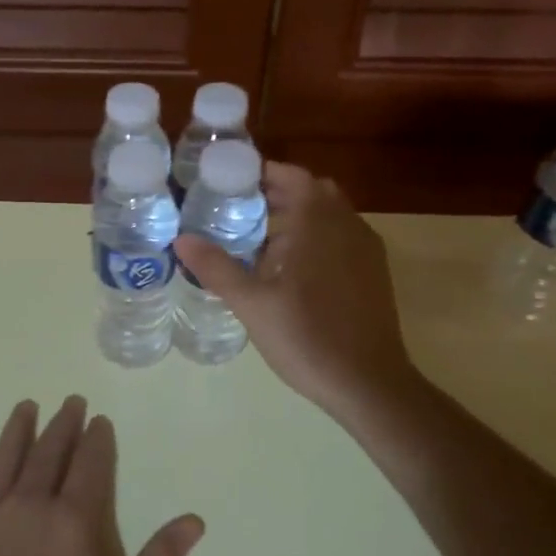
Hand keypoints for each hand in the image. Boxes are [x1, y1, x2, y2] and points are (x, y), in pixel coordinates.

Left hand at [0, 397, 204, 555]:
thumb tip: (194, 521)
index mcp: (71, 523)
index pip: (88, 467)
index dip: (96, 440)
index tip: (99, 420)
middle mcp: (29, 506)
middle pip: (48, 453)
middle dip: (62, 424)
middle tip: (70, 401)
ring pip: (5, 459)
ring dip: (18, 429)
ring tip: (27, 406)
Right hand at [175, 161, 417, 424]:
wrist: (368, 383)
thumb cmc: (306, 337)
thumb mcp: (251, 304)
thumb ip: (216, 267)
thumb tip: (181, 239)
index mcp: (318, 223)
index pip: (293, 176)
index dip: (264, 173)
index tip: (232, 180)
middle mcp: (348, 225)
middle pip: (313, 192)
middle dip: (279, 193)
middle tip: (241, 207)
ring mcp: (366, 249)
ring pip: (330, 215)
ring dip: (299, 216)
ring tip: (260, 238)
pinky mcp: (374, 272)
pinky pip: (342, 237)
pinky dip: (317, 237)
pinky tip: (292, 269)